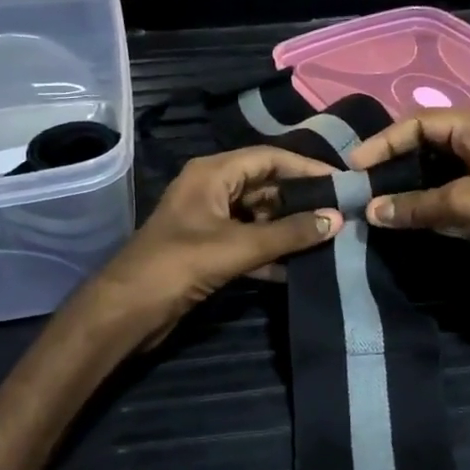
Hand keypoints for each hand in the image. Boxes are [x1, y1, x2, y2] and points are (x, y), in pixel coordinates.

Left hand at [82, 147, 341, 349]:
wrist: (128, 311)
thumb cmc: (179, 265)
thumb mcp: (238, 247)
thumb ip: (289, 233)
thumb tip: (337, 219)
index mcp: (212, 173)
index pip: (268, 158)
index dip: (306, 166)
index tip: (341, 181)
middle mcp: (211, 189)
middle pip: (265, 186)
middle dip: (301, 200)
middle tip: (341, 212)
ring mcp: (209, 220)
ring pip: (258, 216)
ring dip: (288, 229)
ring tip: (330, 238)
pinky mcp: (208, 250)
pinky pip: (248, 242)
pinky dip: (271, 252)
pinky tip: (300, 267)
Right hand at [350, 110, 469, 283]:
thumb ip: (420, 205)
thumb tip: (370, 210)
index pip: (421, 122)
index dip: (386, 140)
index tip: (355, 166)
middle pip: (423, 146)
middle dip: (391, 163)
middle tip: (357, 185)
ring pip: (430, 176)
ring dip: (402, 189)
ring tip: (369, 204)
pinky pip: (441, 202)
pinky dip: (419, 210)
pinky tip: (396, 221)